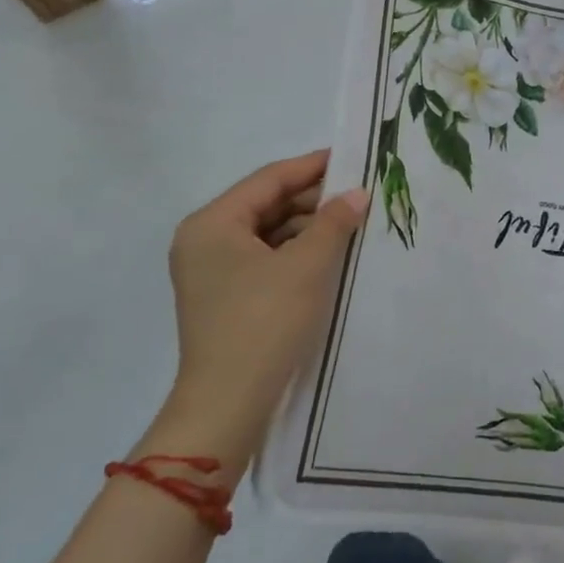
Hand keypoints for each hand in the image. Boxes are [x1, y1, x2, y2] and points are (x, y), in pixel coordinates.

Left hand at [145, 150, 369, 474]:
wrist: (229, 404)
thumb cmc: (264, 322)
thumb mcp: (307, 266)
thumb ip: (334, 222)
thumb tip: (357, 193)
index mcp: (212, 224)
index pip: (269, 179)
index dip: (313, 167)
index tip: (352, 158)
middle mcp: (204, 241)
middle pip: (266, 205)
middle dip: (313, 200)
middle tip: (359, 194)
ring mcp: (212, 272)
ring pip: (268, 234)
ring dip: (308, 228)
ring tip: (352, 224)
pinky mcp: (225, 298)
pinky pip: (265, 260)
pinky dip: (296, 254)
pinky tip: (330, 256)